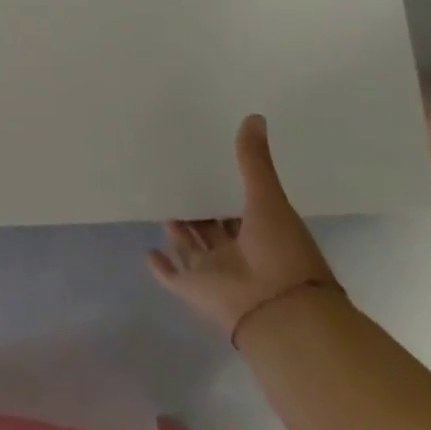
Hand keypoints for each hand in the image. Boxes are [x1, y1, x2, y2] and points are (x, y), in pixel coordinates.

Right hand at [148, 115, 338, 342]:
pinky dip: (161, 266)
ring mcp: (216, 273)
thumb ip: (255, 161)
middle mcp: (239, 253)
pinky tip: (148, 250)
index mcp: (262, 234)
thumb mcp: (269, 199)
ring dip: (181, 234)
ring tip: (166, 210)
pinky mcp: (194, 289)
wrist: (281, 313)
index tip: (211, 169)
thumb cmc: (282, 253)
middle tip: (181, 185)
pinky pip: (173, 276)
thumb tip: (255, 116)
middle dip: (201, 213)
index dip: (229, 193)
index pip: (242, 211)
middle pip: (215, 229)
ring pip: (194, 249)